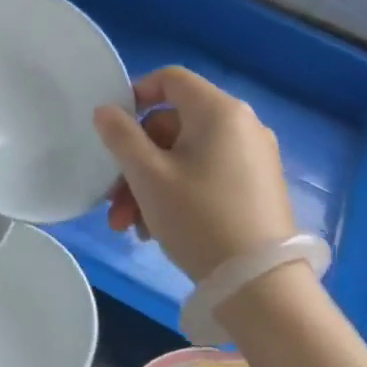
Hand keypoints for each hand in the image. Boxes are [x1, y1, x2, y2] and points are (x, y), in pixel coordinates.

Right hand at [93, 67, 296, 280]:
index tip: (113, 129)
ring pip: (186, 156)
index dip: (136, 95)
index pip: (170, 79)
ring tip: (130, 225)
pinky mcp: (257, 187)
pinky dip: (178, 192)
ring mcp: (253, 157)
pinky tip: (157, 230)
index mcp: (219, 111)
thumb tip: (106, 111)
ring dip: (150, 184)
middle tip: (114, 199)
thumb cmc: (198, 218)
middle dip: (136, 161)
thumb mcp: (148, 176)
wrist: (261, 286)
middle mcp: (242, 125)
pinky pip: (207, 174)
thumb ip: (120, 136)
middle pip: (173, 125)